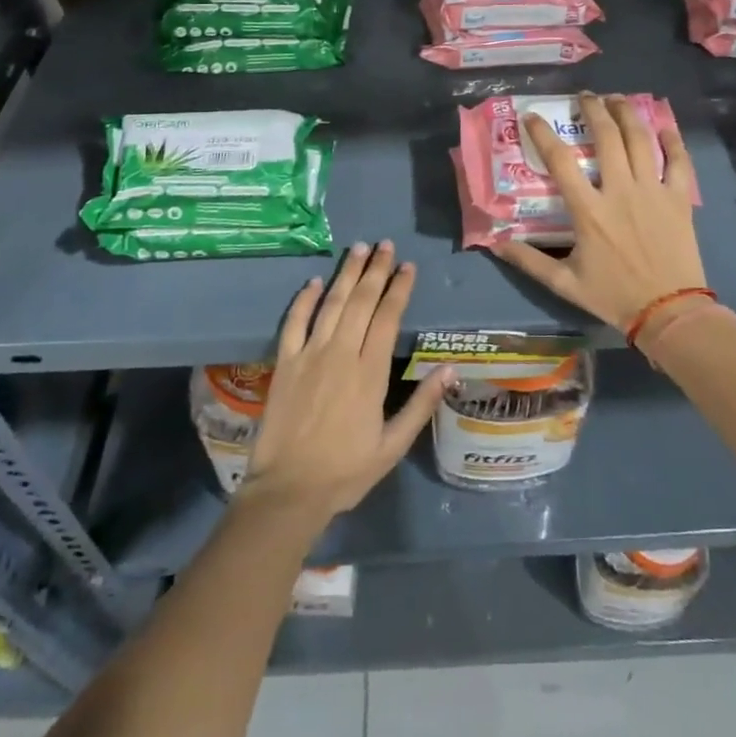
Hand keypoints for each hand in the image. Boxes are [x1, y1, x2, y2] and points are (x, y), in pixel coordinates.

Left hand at [241, 241, 453, 522]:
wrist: (289, 491)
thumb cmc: (346, 471)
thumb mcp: (393, 445)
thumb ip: (422, 405)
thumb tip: (450, 370)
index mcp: (370, 373)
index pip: (387, 318)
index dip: (399, 289)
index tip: (408, 267)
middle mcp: (341, 354)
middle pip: (360, 301)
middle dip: (375, 270)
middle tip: (385, 245)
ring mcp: (310, 355)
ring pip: (331, 304)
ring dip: (346, 274)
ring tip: (359, 249)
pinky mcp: (285, 363)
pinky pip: (294, 323)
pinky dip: (305, 299)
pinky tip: (314, 281)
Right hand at [495, 93, 705, 331]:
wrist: (669, 312)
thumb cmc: (614, 296)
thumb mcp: (565, 283)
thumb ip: (529, 261)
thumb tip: (495, 243)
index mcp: (589, 210)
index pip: (560, 160)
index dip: (542, 134)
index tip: (532, 116)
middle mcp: (620, 191)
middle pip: (606, 137)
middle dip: (593, 109)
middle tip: (584, 97)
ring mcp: (653, 191)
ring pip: (640, 139)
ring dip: (626, 113)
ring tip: (616, 98)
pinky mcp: (679, 198)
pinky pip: (678, 160)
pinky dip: (672, 137)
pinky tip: (663, 122)